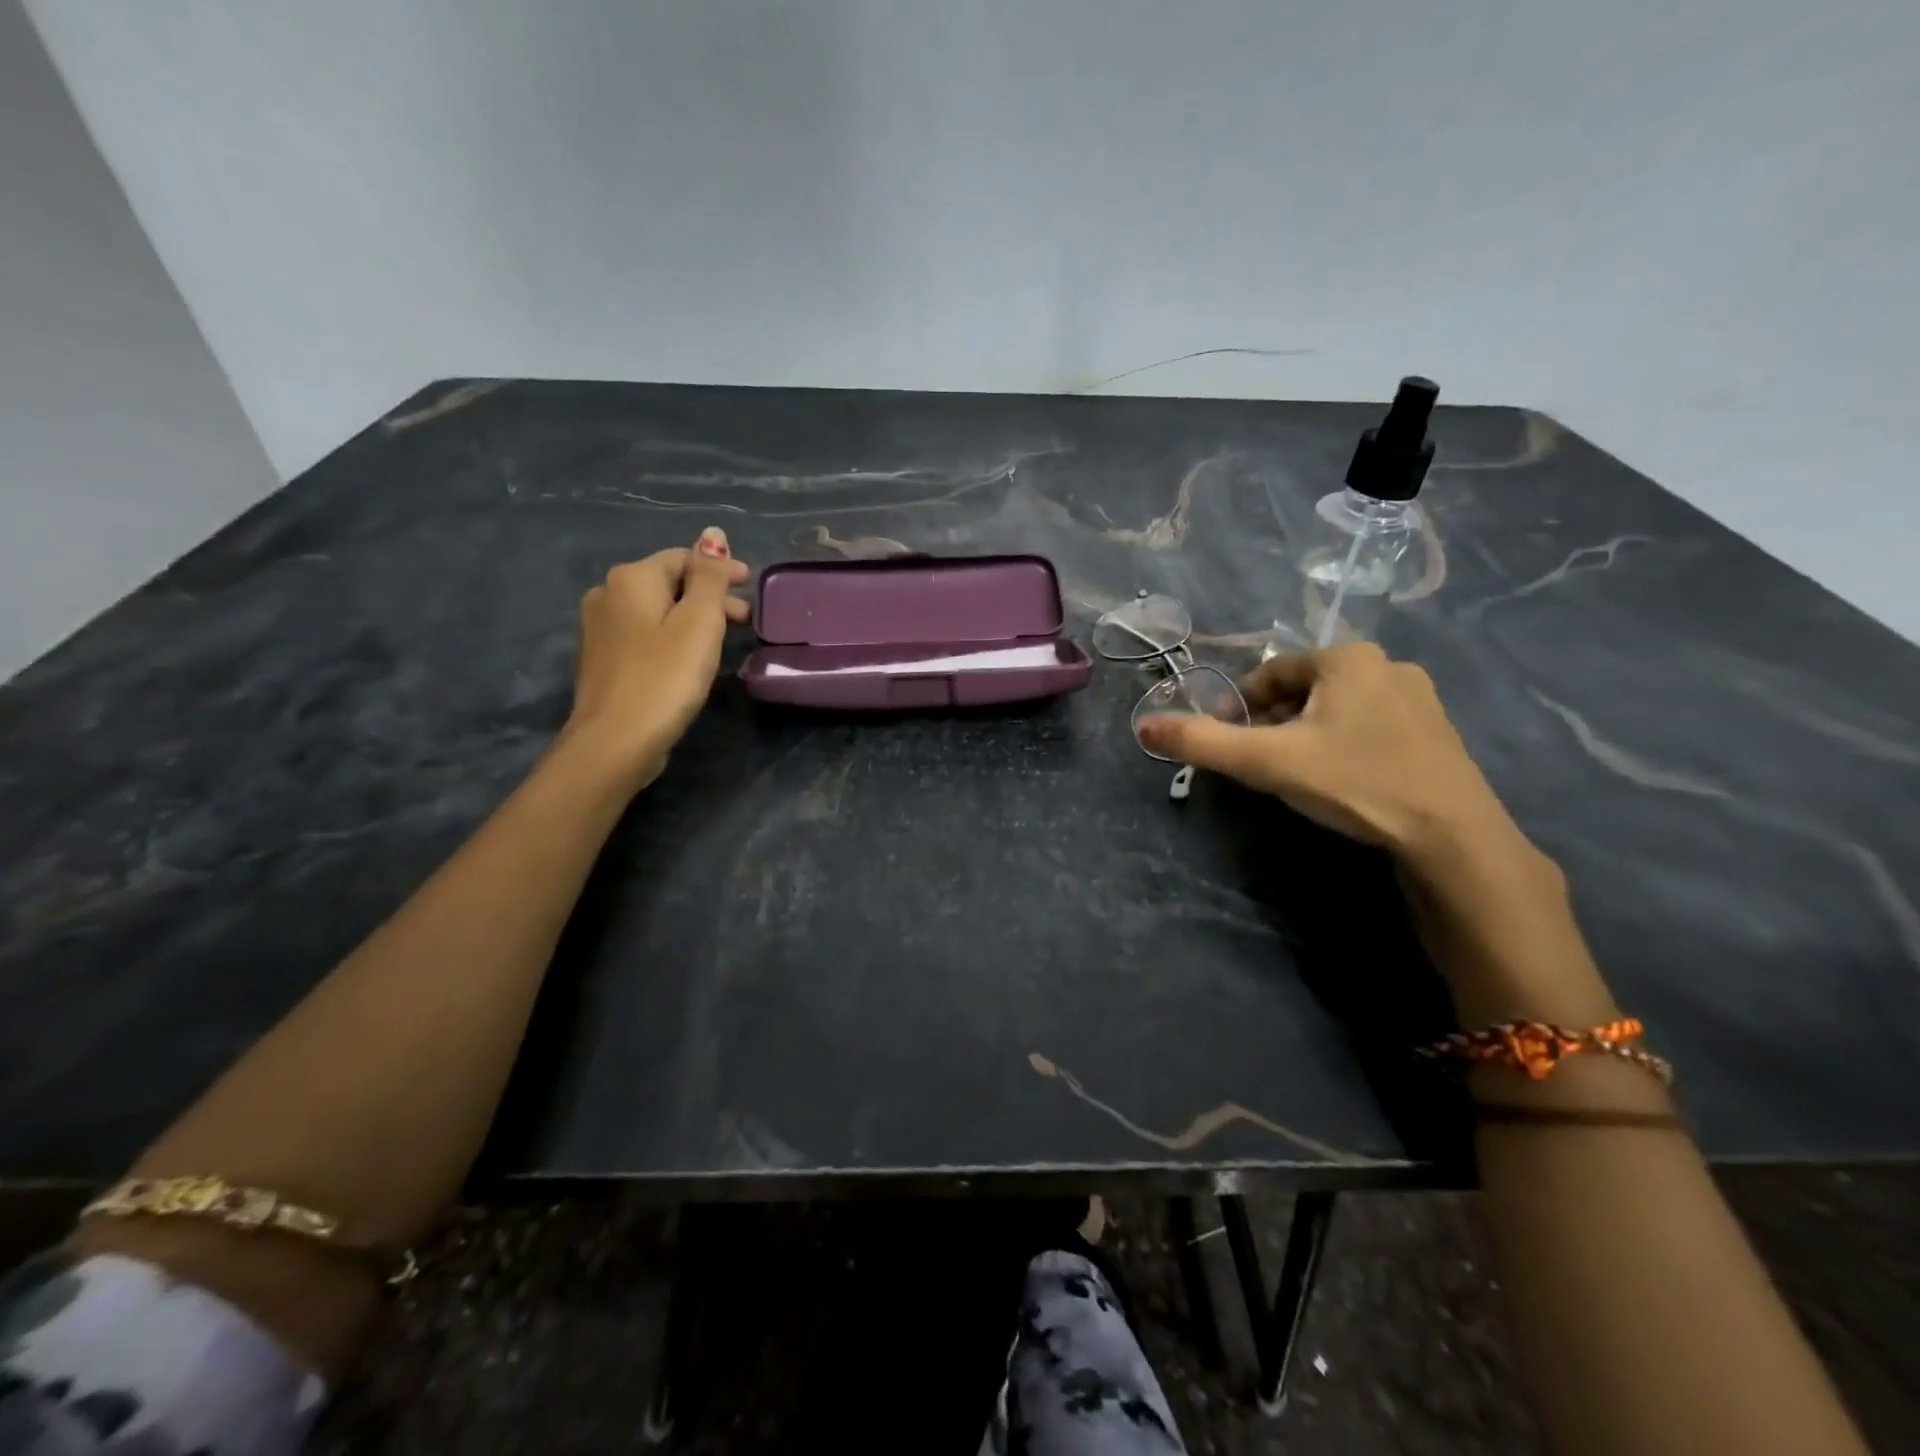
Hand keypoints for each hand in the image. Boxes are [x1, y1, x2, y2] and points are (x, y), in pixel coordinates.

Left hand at [561, 526, 750, 790]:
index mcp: (631, 578)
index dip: (720, 568)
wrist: (615, 741)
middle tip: (745, 619)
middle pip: (669, 583)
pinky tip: (689, 658)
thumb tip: (713, 533)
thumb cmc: (665, 677)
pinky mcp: (602, 660)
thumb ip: (710, 577)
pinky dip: (671, 636)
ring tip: (722, 640)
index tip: (751, 586)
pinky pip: (645, 634)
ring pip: (656, 610)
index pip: (683, 558)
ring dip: (692, 617)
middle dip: (708, 595)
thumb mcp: (699, 622)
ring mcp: (599, 628)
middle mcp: (607, 594)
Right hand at [1137, 642, 1516, 867]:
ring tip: (1295, 774)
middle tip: (1258, 762)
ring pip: (1337, 707)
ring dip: (1306, 732)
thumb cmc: (1354, 782)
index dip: (1240, 705)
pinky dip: (1343, 743)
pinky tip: (1341, 780)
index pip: (1271, 673)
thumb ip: (1203, 742)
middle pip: (1304, 689)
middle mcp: (1386, 664)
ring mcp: (1417, 698)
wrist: (1452, 835)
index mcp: (1346, 658)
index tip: (1228, 740)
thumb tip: (1143, 726)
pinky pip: (1370, 725)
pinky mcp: (1436, 731)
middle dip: (1273, 721)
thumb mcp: (1267, 762)